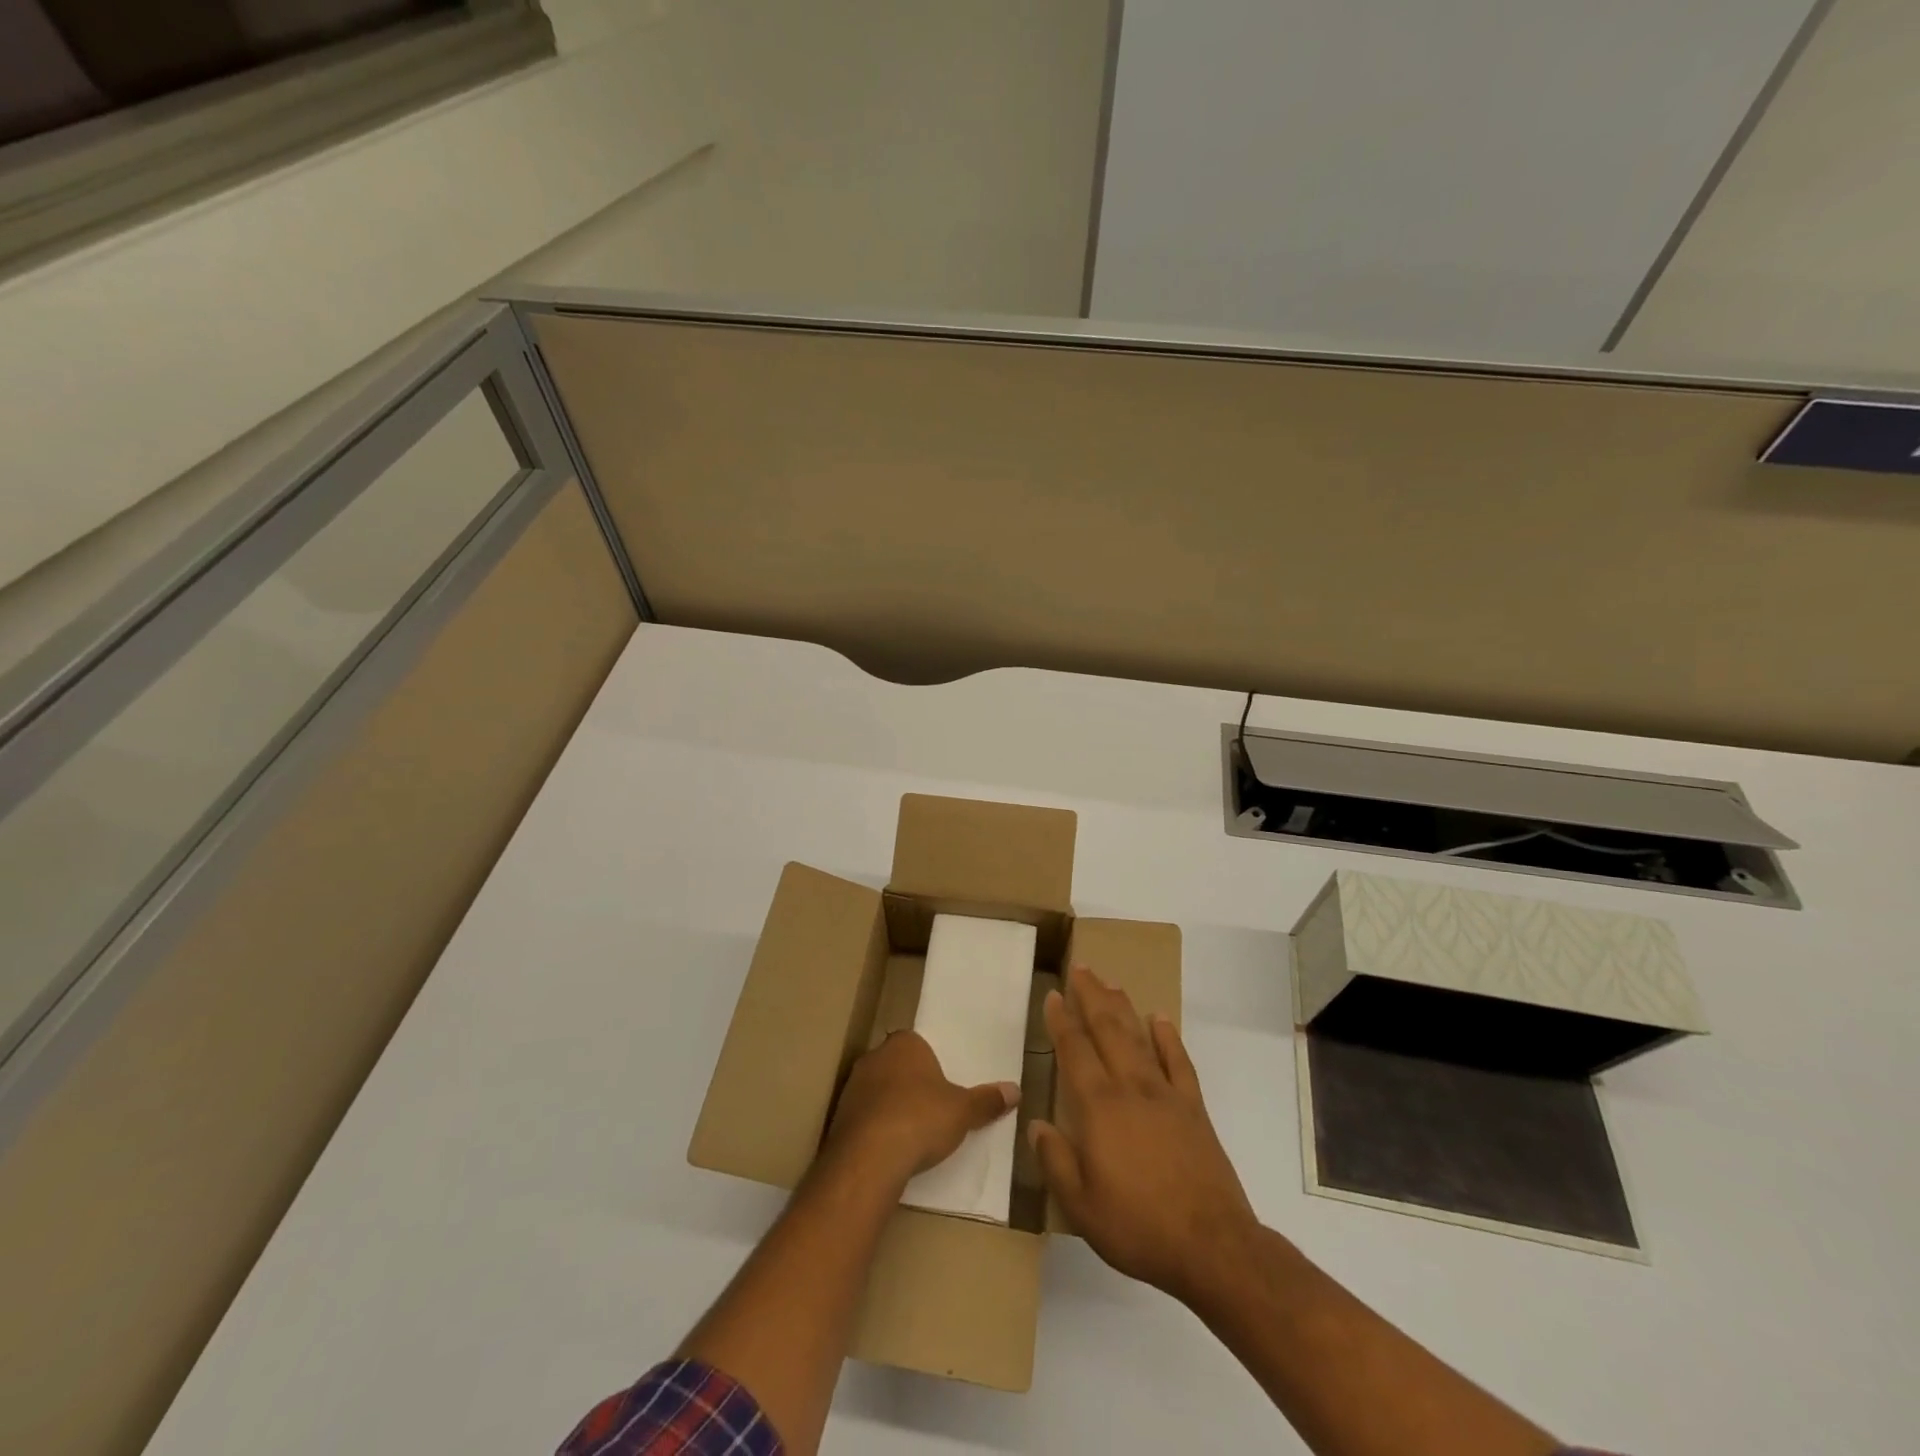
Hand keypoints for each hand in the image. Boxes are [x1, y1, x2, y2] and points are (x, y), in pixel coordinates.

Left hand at [825, 1030, 1018, 1186]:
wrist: (869, 1158)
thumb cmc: (921, 1119)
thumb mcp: (963, 1112)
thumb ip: (987, 1100)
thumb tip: (1015, 1090)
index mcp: (904, 1043)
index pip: (918, 1044)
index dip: (931, 1065)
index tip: (943, 1087)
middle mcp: (874, 1057)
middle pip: (897, 1066)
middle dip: (911, 1085)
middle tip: (932, 1110)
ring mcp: (852, 1086)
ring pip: (878, 1091)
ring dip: (891, 1108)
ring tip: (912, 1135)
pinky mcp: (839, 1117)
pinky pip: (863, 1117)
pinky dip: (876, 1129)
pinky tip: (890, 1150)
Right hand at [1030, 965, 1258, 1307]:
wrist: (1212, 1245)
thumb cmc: (1138, 1226)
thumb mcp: (1080, 1205)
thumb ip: (1055, 1160)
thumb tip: (1036, 1124)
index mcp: (1099, 1107)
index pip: (1074, 1051)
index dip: (1061, 1021)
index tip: (1053, 995)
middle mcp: (1130, 1088)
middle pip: (1108, 1030)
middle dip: (1091, 997)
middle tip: (1081, 969)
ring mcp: (1166, 1095)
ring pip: (1139, 1038)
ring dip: (1123, 1008)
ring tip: (1111, 983)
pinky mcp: (1194, 1109)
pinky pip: (1179, 1062)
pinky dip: (1169, 1038)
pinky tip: (1160, 1020)